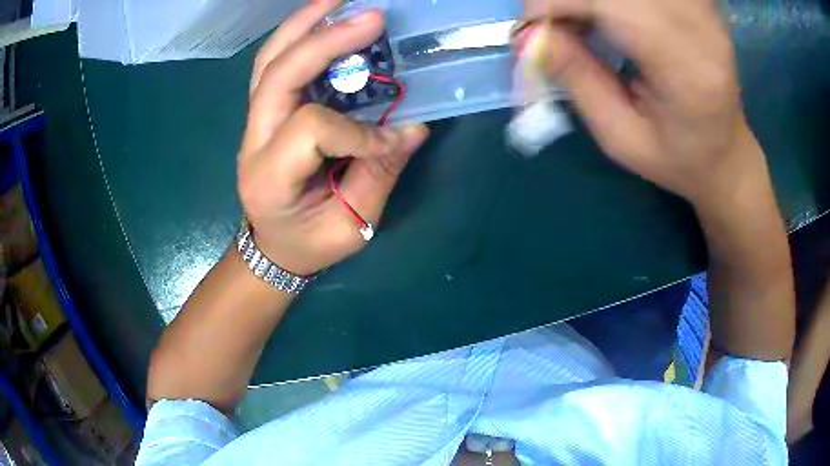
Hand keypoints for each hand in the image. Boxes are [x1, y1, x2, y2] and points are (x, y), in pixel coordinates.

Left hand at [238, 0, 428, 275]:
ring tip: (337, 0)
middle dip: (324, 40)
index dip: (359, 129)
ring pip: (268, 61)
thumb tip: (413, 126)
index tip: (393, 139)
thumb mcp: (350, 226)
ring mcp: (252, 123)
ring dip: (302, 24)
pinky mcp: (262, 113)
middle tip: (370, 16)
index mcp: (269, 178)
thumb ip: (379, 174)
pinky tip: (323, 21)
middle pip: (278, 75)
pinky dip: (297, 37)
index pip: (312, 129)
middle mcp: (251, 142)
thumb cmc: (308, 244)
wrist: (272, 246)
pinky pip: (273, 66)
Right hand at [525, 0, 760, 202]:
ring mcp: (703, 10)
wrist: (725, 153)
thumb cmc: (677, 158)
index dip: (557, 2)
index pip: (610, 3)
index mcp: (687, 70)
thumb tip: (527, 36)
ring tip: (580, 25)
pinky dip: (611, 0)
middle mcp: (701, 28)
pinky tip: (608, 16)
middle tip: (555, 29)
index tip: (529, 31)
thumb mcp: (620, 137)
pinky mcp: (697, 2)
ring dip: (589, 0)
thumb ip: (577, 80)